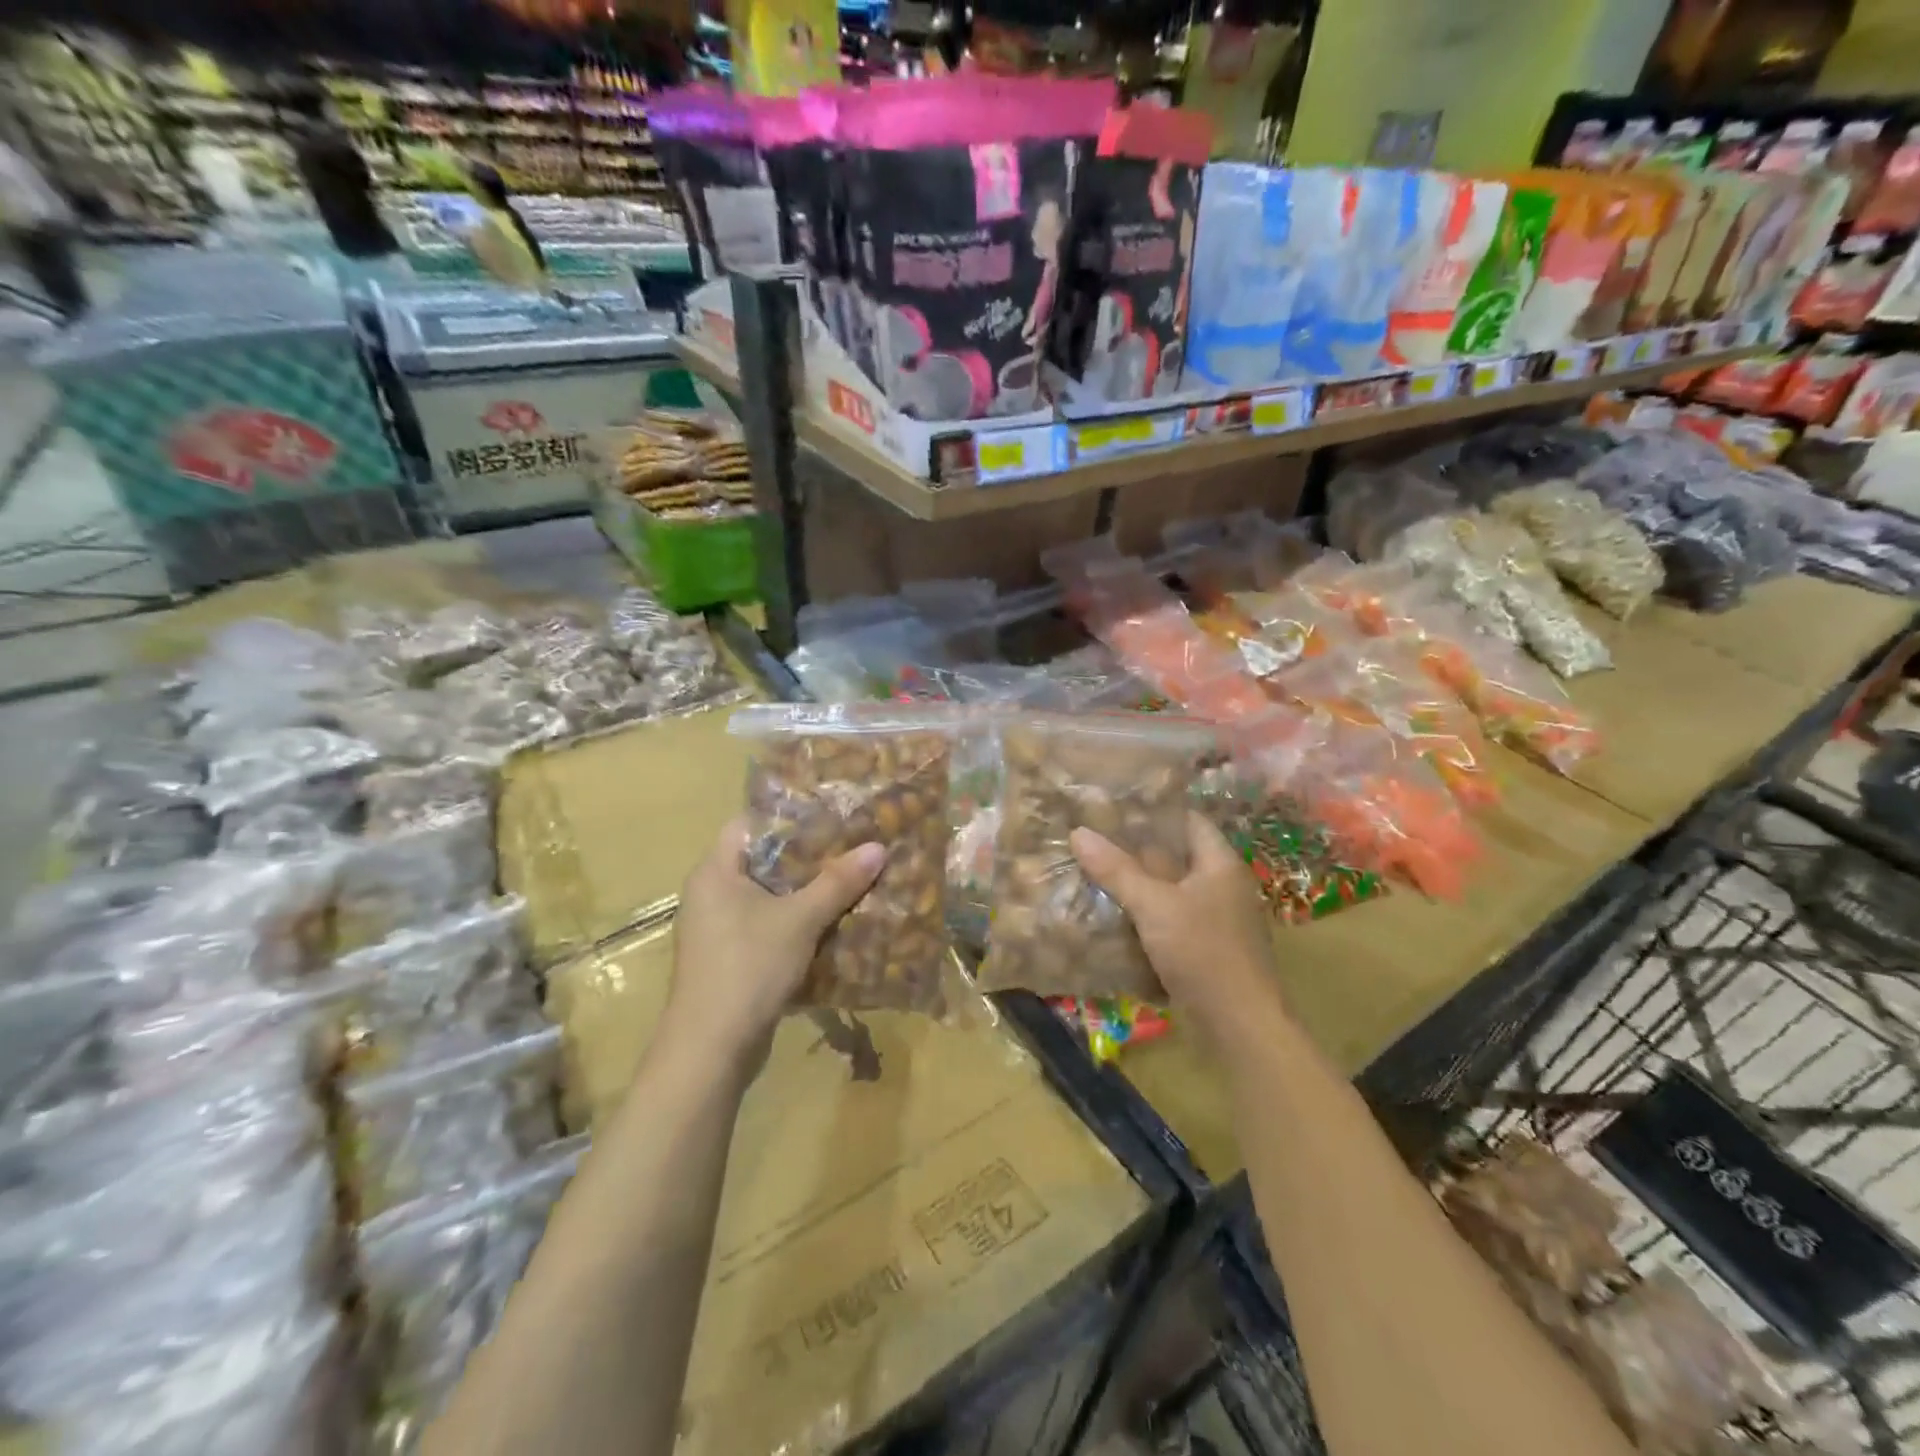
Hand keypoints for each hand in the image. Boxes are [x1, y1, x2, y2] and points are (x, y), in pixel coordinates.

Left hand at [666, 817, 884, 1078]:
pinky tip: (833, 924)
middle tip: (851, 846)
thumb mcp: (800, 919)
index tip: (830, 814)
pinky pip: (767, 927)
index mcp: (715, 872)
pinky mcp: (729, 960)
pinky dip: (797, 924)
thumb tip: (878, 847)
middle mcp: (710, 894)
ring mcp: (717, 930)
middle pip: (763, 861)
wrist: (711, 1049)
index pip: (749, 824)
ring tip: (851, 880)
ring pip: (768, 898)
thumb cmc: (749, 967)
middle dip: (808, 857)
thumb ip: (838, 882)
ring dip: (806, 893)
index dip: (789, 817)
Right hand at [1070, 810, 1283, 1041]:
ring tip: (1096, 870)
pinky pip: (1171, 919)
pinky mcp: (1206, 949)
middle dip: (1137, 848)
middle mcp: (1223, 886)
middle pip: (1177, 855)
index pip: (1189, 821)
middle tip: (1095, 837)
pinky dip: (1146, 914)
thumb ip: (1116, 870)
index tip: (1116, 805)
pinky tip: (1114, 914)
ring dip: (1139, 884)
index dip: (1155, 810)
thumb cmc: (1202, 952)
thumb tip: (1078, 832)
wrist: (1240, 1026)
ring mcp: (1216, 919)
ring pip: (1171, 890)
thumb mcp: (1153, 905)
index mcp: (1220, 864)